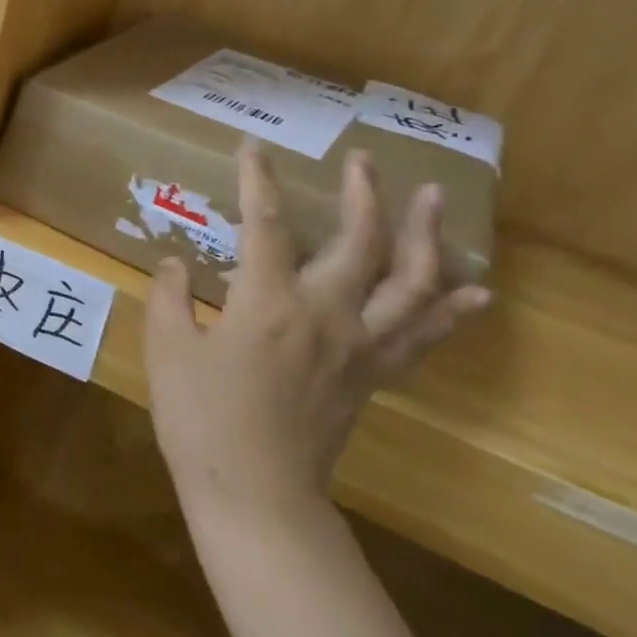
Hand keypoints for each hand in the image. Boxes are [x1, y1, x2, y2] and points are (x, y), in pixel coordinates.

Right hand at [145, 142, 489, 528]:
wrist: (254, 491)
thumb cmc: (200, 418)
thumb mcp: (165, 349)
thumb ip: (168, 297)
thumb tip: (175, 263)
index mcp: (267, 302)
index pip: (264, 224)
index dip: (258, 180)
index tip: (253, 146)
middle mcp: (325, 313)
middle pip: (359, 241)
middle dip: (363, 193)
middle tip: (363, 159)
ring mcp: (359, 346)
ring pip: (410, 282)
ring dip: (425, 235)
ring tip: (433, 199)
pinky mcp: (373, 375)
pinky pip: (423, 335)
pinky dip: (450, 308)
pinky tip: (471, 289)